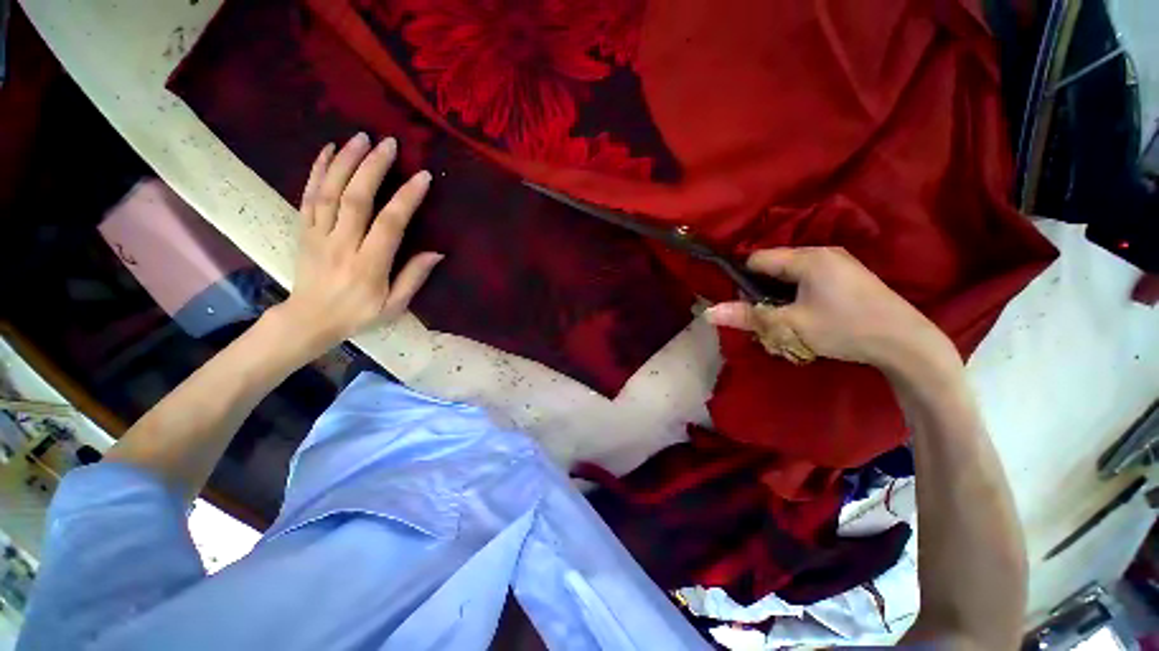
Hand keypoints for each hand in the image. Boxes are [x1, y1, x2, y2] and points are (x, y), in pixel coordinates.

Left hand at [273, 133, 442, 352]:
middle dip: (372, 167)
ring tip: (360, 137)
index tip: (422, 176)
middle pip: (355, 199)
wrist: (310, 319)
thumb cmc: (359, 314)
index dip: (406, 198)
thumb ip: (413, 278)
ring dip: (345, 161)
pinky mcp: (304, 230)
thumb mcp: (395, 306)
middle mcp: (341, 245)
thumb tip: (437, 252)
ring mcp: (318, 235)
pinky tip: (328, 151)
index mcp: (368, 265)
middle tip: (388, 143)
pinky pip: (307, 196)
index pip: (389, 225)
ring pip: (329, 192)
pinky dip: (317, 171)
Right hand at [705, 247, 958, 373]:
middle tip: (765, 318)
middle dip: (763, 291)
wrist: (907, 343)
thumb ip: (748, 316)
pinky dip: (798, 296)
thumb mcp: (790, 326)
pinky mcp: (848, 276)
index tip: (745, 304)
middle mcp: (822, 253)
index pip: (757, 259)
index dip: (744, 280)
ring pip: (791, 275)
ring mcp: (838, 263)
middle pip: (774, 267)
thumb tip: (708, 313)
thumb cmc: (845, 329)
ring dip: (780, 296)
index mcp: (807, 258)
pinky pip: (809, 280)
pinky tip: (807, 316)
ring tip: (785, 320)